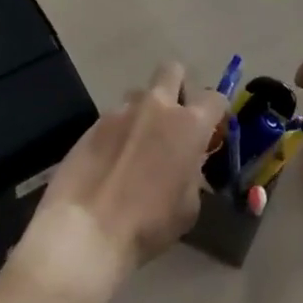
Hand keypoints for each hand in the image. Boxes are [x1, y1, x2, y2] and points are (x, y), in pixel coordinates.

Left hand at [20, 63, 226, 302]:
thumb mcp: (189, 207)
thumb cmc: (148, 225)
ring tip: (137, 144)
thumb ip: (193, 174)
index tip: (212, 131)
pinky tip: (111, 161)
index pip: (214, 98)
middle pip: (173, 70)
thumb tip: (186, 166)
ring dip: (144, 111)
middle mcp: (156, 107)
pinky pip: (114, 118)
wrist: (86, 231)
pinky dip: (118, 132)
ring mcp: (120, 112)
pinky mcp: (91, 124)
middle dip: (178, 87)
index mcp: (189, 125)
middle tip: (175, 119)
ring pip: (139, 94)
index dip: (216, 112)